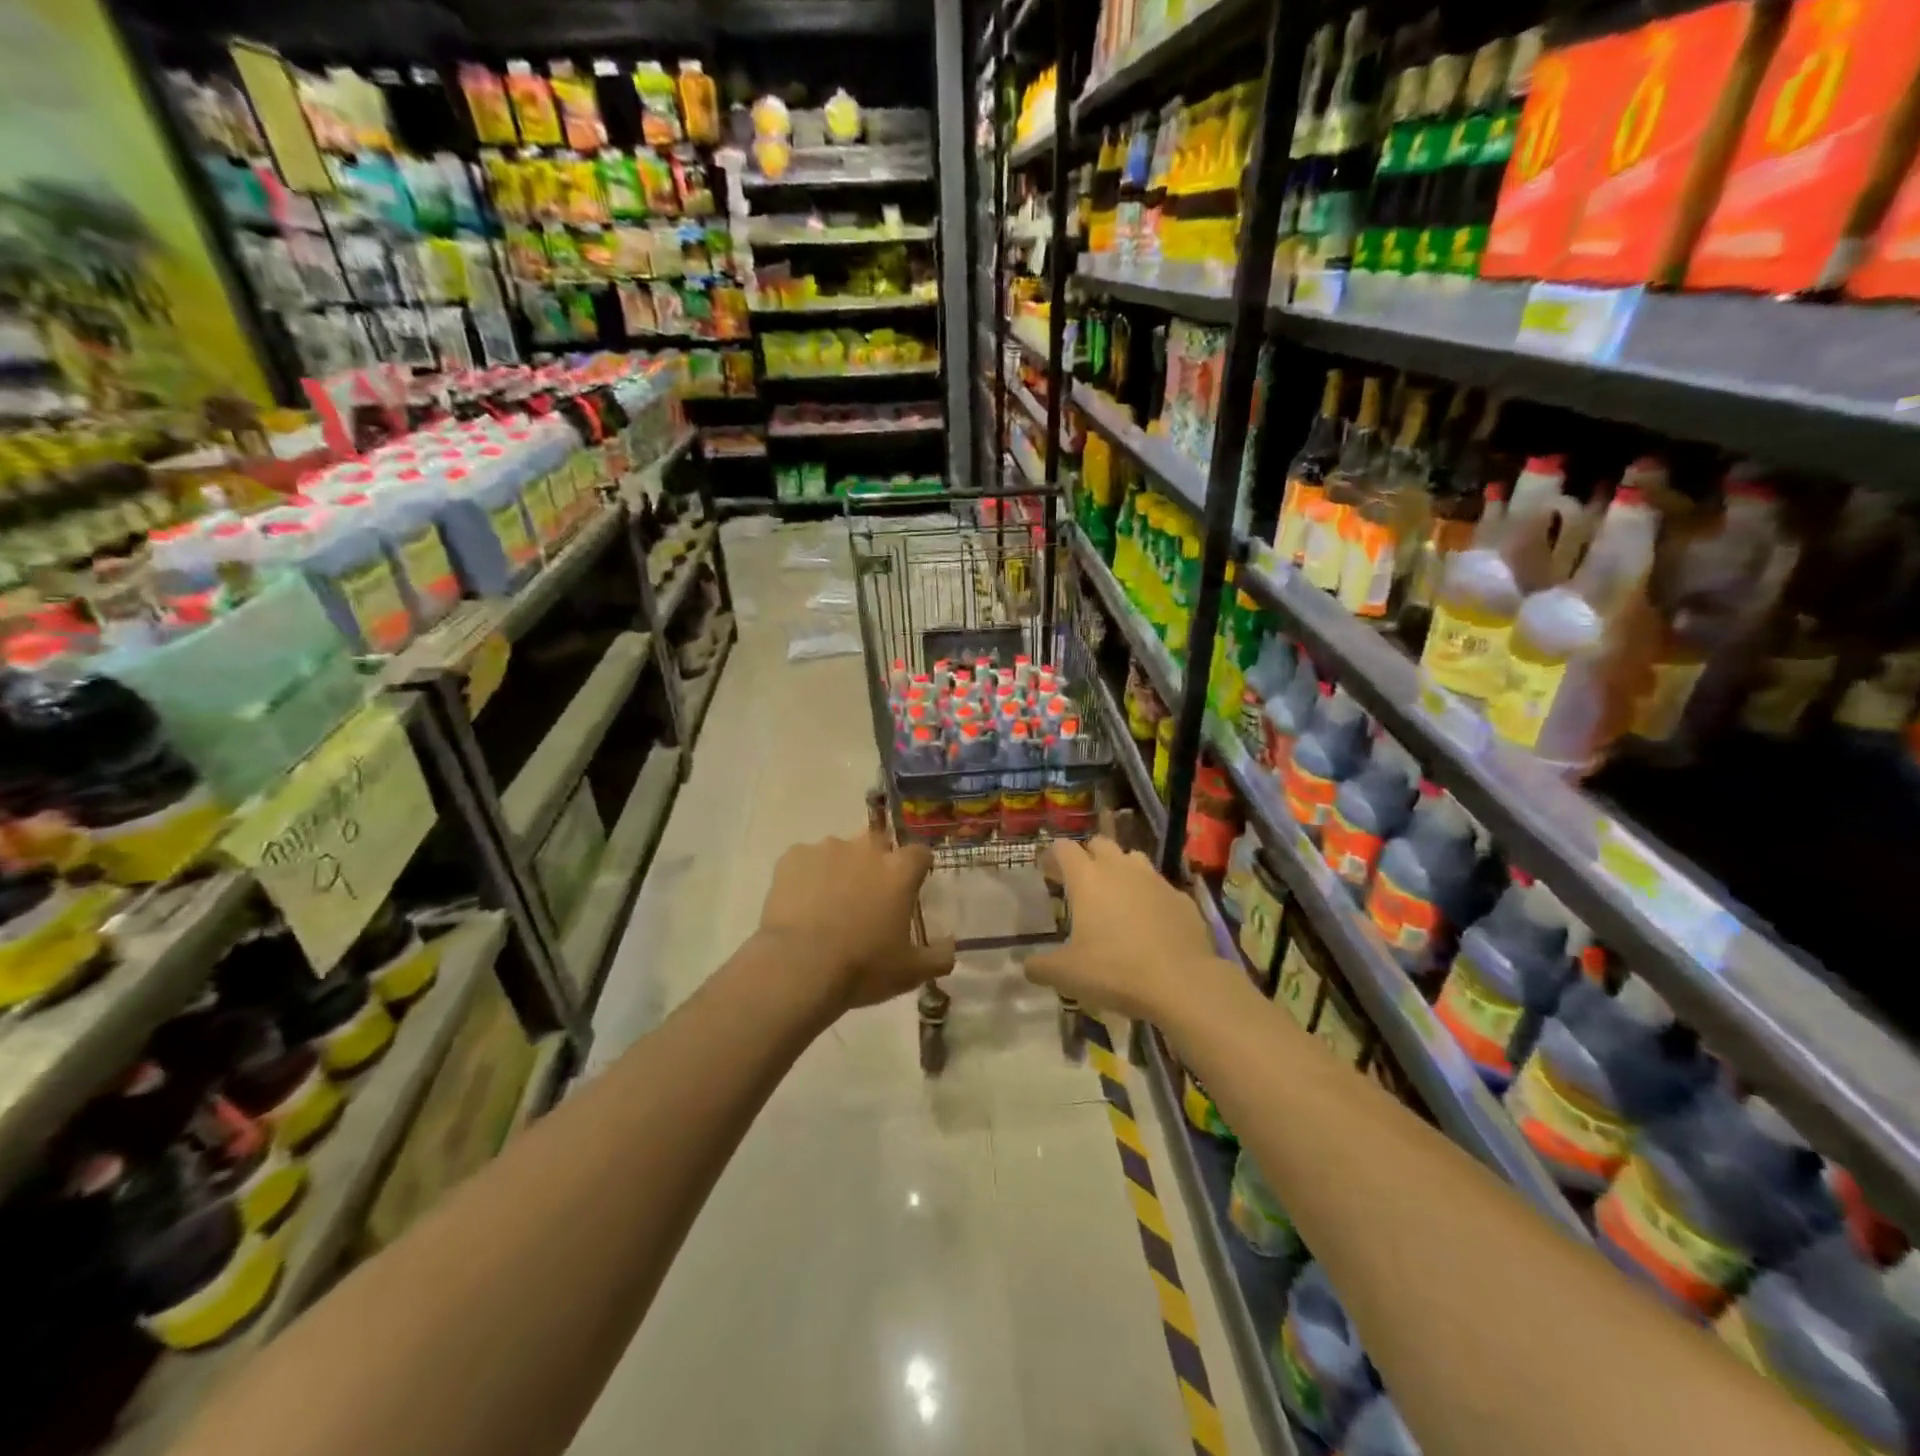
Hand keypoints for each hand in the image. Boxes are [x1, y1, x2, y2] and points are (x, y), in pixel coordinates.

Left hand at [755, 833, 954, 1012]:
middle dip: (877, 862)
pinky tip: (801, 904)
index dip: (917, 868)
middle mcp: (866, 848)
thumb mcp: (911, 972)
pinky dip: (807, 876)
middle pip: (878, 843)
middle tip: (869, 896)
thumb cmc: (862, 967)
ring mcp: (826, 848)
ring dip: (840, 869)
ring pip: (839, 851)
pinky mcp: (792, 857)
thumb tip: (951, 946)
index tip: (910, 887)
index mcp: (899, 870)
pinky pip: (805, 860)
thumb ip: (939, 956)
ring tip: (829, 904)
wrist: (798, 968)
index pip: (920, 853)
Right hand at [1027, 837, 1233, 1021]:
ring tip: (1116, 897)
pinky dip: (1150, 897)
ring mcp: (1155, 880)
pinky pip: (1160, 887)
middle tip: (1081, 884)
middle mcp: (1120, 868)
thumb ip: (1041, 967)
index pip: (1064, 848)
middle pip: (1100, 844)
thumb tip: (1027, 966)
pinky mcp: (1182, 898)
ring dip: (1121, 870)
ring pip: (1133, 859)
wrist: (1182, 982)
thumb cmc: (1115, 970)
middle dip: (1088, 857)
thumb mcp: (1067, 974)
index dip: (1053, 856)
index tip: (1048, 872)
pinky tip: (1150, 922)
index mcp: (1088, 878)